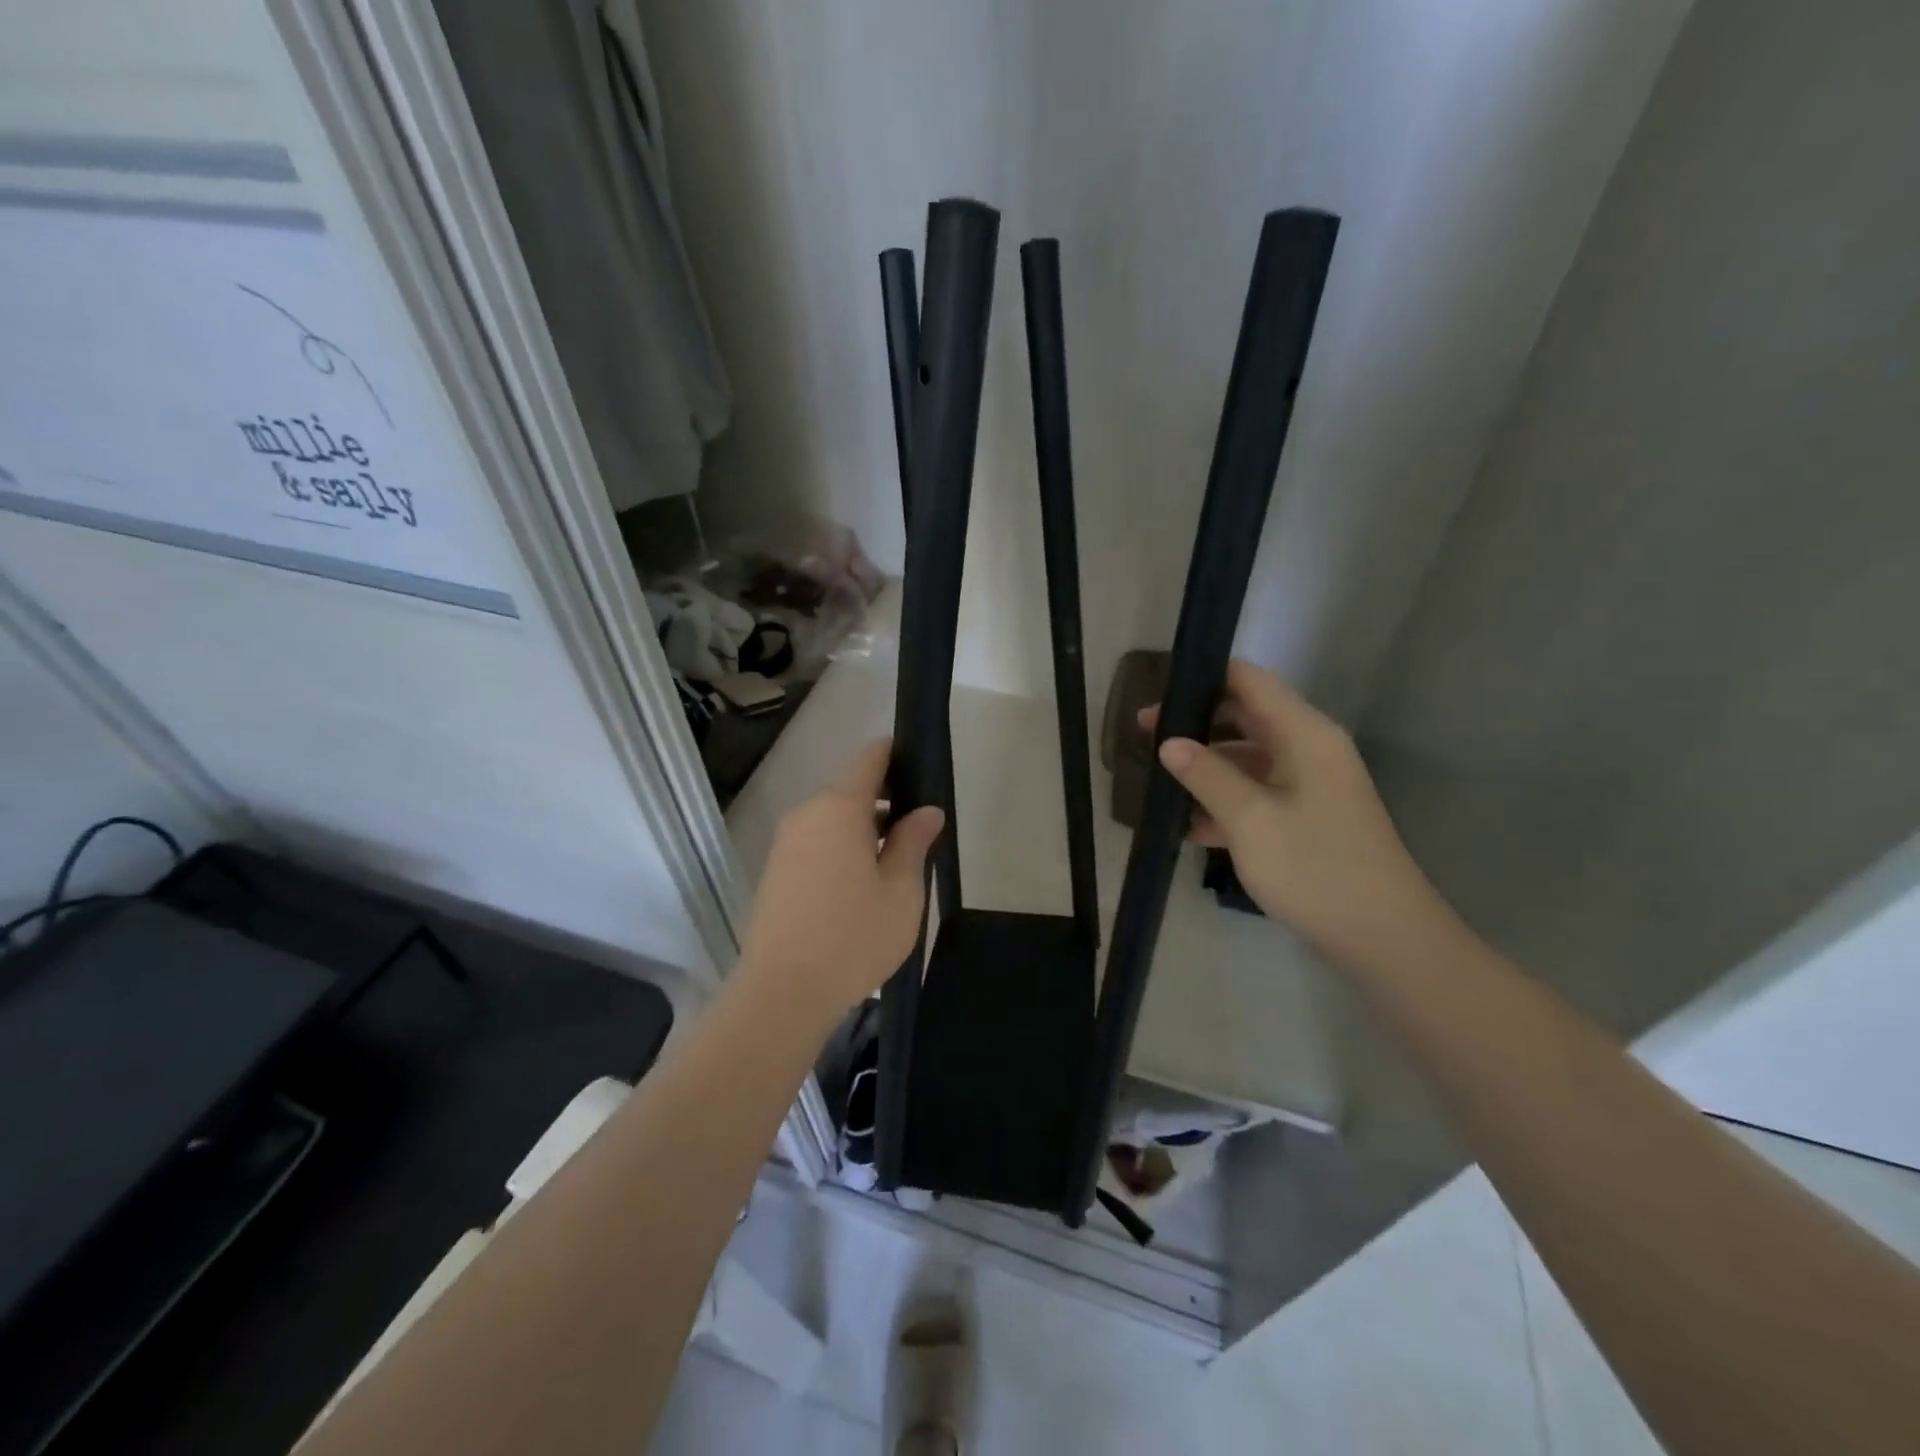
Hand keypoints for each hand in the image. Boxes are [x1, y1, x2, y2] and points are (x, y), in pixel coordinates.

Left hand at [738, 739, 944, 1020]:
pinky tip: (861, 885)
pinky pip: (816, 842)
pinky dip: (841, 848)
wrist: (782, 994)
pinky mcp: (776, 870)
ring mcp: (786, 842)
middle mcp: (806, 814)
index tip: (922, 774)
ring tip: (896, 864)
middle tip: (920, 832)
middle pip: (850, 788)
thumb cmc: (853, 937)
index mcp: (838, 808)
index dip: (897, 755)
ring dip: (864, 828)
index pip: (869, 757)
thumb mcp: (901, 891)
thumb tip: (927, 812)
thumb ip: (914, 842)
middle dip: (886, 800)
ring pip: (833, 818)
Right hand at [1143, 660, 1443, 970]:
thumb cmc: (1315, 868)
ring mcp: (1308, 784)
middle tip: (1143, 738)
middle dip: (1194, 724)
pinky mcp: (1305, 817)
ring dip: (1204, 766)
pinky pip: (1256, 793)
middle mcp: (1308, 748)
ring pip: (1246, 758)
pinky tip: (1186, 824)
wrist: (1383, 937)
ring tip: (1156, 781)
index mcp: (1303, 733)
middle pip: (1244, 716)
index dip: (1202, 678)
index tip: (1157, 697)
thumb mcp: (1250, 819)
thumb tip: (1169, 742)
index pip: (1248, 680)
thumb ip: (1206, 775)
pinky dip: (1223, 801)